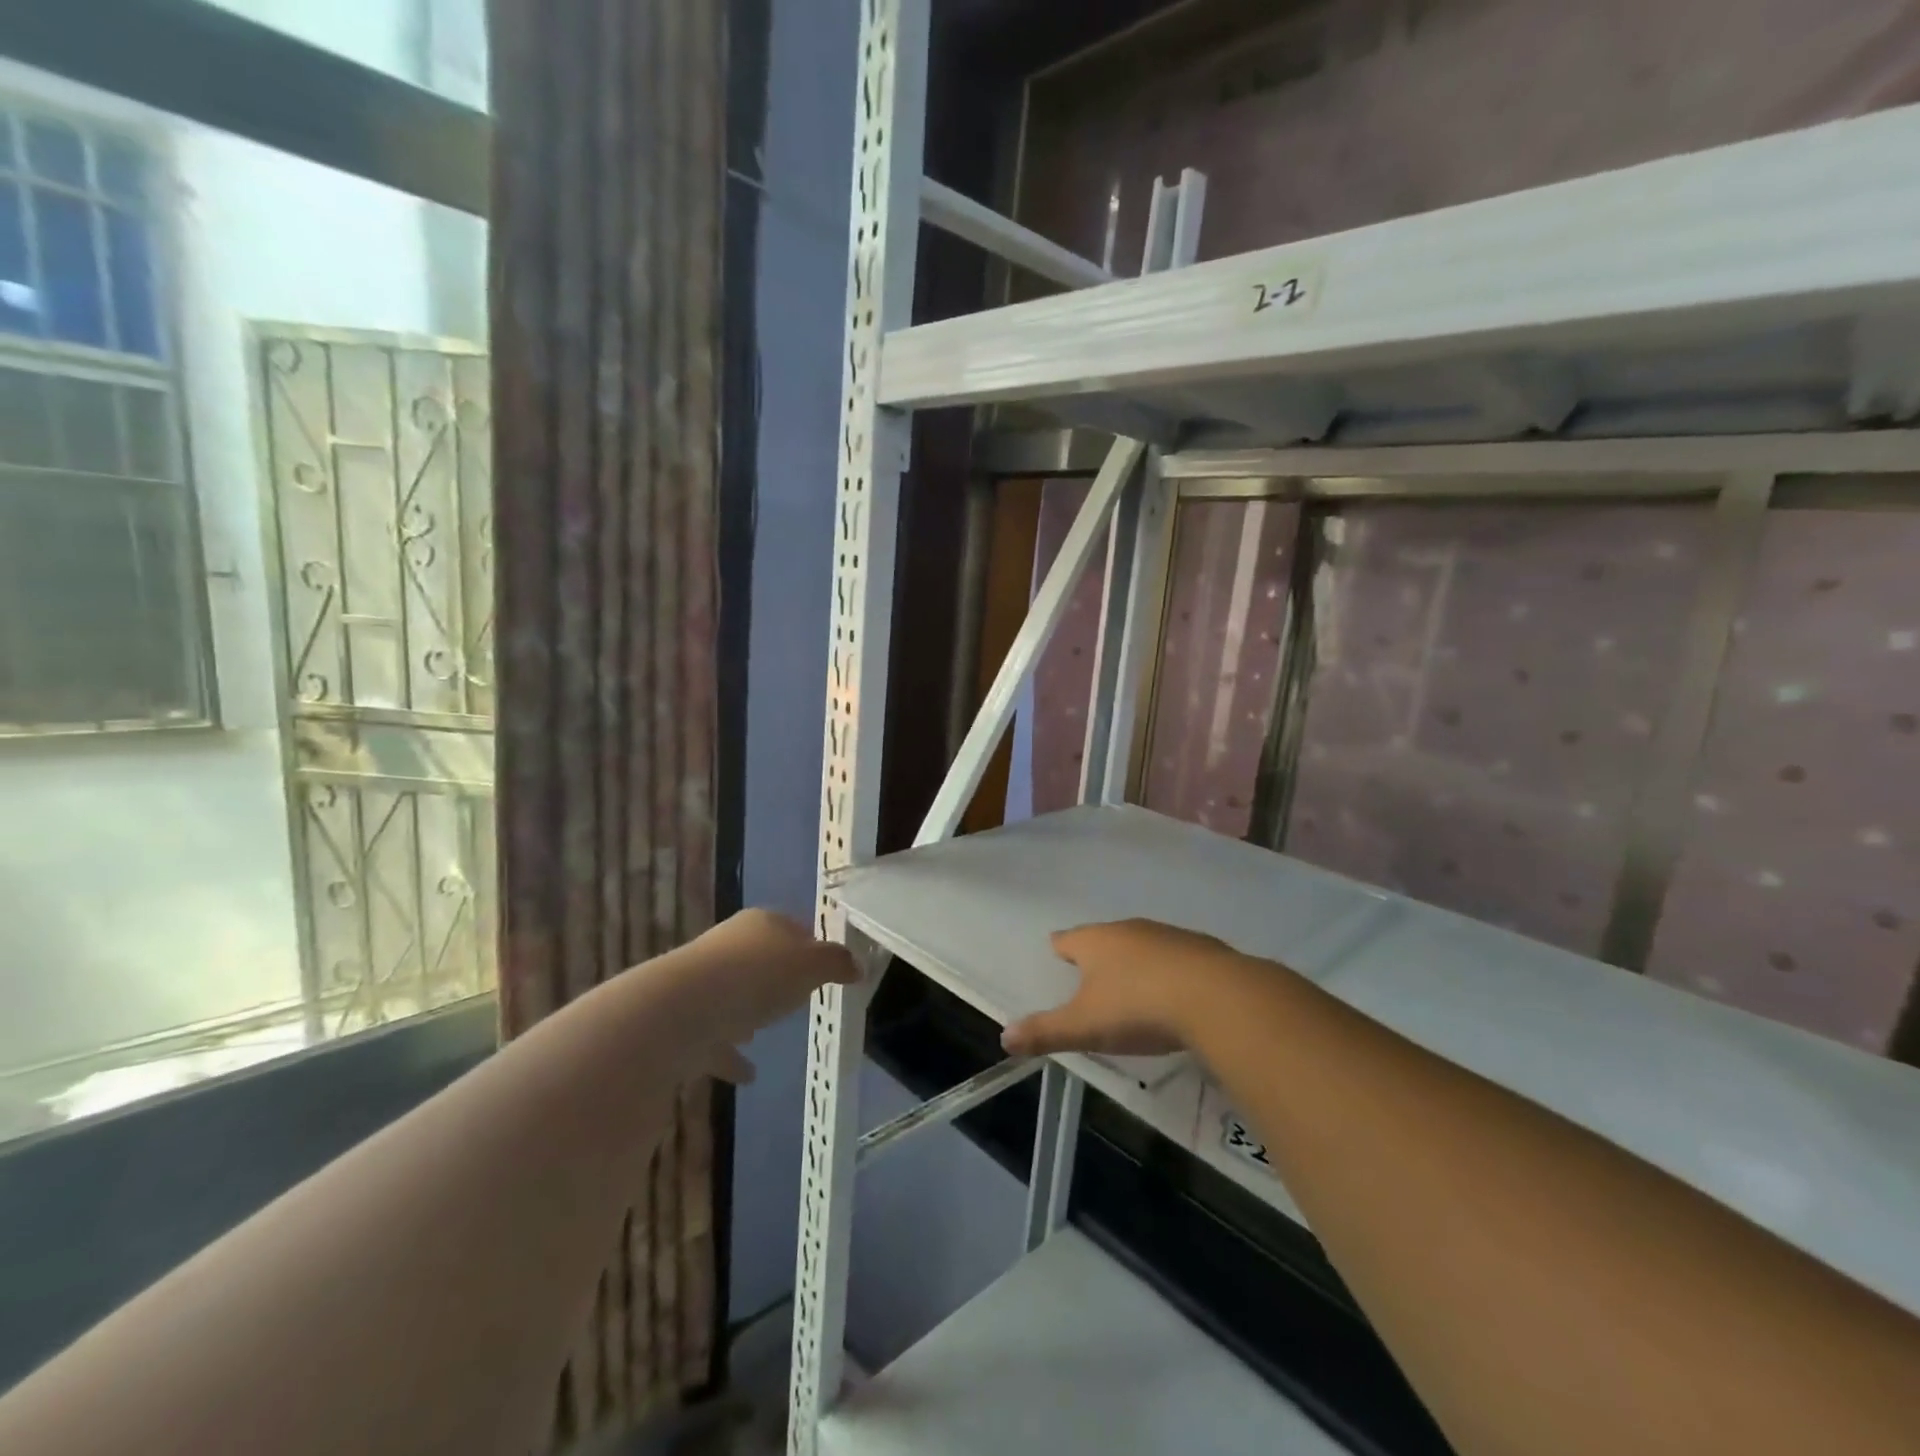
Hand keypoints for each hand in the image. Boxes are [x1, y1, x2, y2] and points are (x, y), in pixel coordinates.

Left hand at [665, 908, 860, 1054]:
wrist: (681, 1010)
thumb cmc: (757, 977)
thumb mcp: (811, 966)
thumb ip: (837, 963)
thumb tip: (856, 966)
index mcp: (762, 923)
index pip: (794, 927)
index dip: (813, 947)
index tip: (827, 971)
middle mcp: (730, 944)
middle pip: (762, 959)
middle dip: (778, 977)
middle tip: (800, 1000)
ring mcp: (703, 982)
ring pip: (734, 994)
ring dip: (748, 1011)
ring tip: (766, 1031)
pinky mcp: (684, 1019)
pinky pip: (715, 1037)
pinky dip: (731, 1053)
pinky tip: (747, 1074)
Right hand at [1001, 918, 1241, 1058]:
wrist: (1216, 997)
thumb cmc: (1138, 1007)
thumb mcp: (1085, 1026)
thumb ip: (1045, 1031)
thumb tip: (1004, 1037)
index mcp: (1096, 941)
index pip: (1068, 939)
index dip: (1060, 947)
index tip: (1056, 952)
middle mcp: (1129, 930)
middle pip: (1105, 937)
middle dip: (1098, 953)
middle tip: (1092, 972)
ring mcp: (1169, 936)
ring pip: (1143, 944)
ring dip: (1136, 961)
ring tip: (1133, 984)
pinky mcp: (1203, 950)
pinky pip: (1177, 957)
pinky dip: (1170, 971)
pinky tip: (1176, 992)